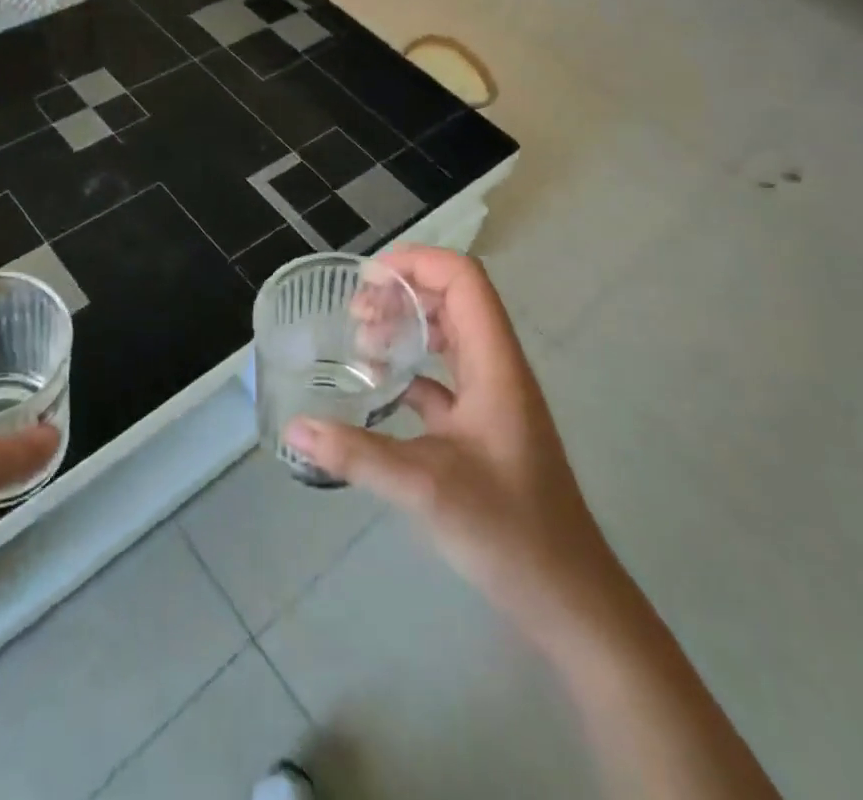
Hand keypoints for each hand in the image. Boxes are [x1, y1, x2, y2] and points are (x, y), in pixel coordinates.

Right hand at [286, 247, 615, 633]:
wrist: (569, 600)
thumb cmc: (508, 531)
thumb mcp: (425, 487)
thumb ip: (356, 454)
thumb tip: (293, 428)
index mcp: (495, 364)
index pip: (463, 280)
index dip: (418, 262)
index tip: (369, 280)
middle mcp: (497, 369)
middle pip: (454, 299)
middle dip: (403, 292)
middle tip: (357, 312)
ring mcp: (493, 399)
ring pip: (450, 336)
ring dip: (408, 327)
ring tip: (362, 342)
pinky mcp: (484, 428)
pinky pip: (445, 377)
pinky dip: (412, 370)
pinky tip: (379, 388)